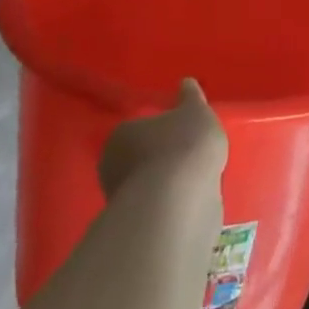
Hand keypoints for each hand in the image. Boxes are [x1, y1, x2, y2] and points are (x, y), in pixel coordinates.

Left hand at [98, 79, 228, 198]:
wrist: (177, 204)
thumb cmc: (183, 146)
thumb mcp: (196, 112)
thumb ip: (191, 98)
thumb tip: (186, 83)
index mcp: (121, 134)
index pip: (140, 127)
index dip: (162, 129)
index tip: (182, 131)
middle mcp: (113, 167)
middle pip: (140, 157)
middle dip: (161, 157)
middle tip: (190, 155)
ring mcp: (121, 201)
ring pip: (148, 185)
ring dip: (166, 183)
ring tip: (196, 179)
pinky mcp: (136, 226)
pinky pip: (156, 208)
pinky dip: (171, 203)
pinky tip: (191, 199)